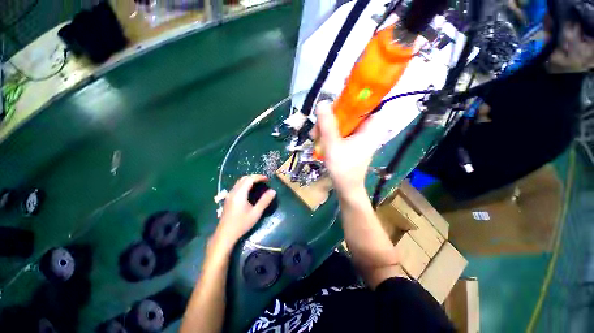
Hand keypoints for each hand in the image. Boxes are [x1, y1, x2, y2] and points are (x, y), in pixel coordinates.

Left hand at [212, 175, 275, 249]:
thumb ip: (264, 201)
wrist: (225, 235)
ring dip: (249, 180)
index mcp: (240, 194)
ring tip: (258, 184)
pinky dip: (245, 184)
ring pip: (239, 182)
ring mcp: (229, 195)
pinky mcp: (228, 199)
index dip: (259, 177)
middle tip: (263, 180)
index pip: (249, 179)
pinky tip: (249, 191)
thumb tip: (273, 191)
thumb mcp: (256, 213)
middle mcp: (233, 192)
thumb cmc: (241, 224)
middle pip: (243, 178)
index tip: (268, 179)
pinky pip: (237, 186)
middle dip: (254, 177)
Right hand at [314, 101, 381, 200]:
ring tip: (314, 136)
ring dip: (327, 125)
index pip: (364, 101)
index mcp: (371, 126)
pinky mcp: (352, 139)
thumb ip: (327, 125)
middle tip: (317, 127)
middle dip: (331, 116)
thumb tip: (322, 102)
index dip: (350, 95)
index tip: (333, 96)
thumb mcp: (333, 145)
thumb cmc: (343, 169)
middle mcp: (368, 127)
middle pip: (350, 110)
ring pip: (343, 119)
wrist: (346, 187)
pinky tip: (319, 138)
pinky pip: (341, 128)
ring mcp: (360, 133)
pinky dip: (329, 131)